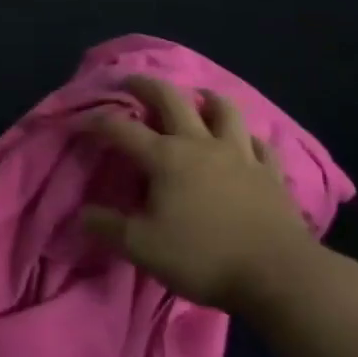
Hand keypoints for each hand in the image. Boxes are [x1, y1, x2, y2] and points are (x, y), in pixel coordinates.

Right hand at [81, 76, 323, 311]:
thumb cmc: (203, 257)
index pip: (121, 129)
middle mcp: (200, 144)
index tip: (79, 120)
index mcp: (165, 157)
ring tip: (197, 97)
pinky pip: (259, 144)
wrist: (278, 275)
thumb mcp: (142, 248)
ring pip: (223, 110)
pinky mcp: (270, 173)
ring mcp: (239, 155)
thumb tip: (82, 214)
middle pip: (171, 100)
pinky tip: (243, 142)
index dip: (96, 121)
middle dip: (146, 85)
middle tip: (132, 81)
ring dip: (206, 99)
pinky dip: (246, 138)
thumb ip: (108, 227)